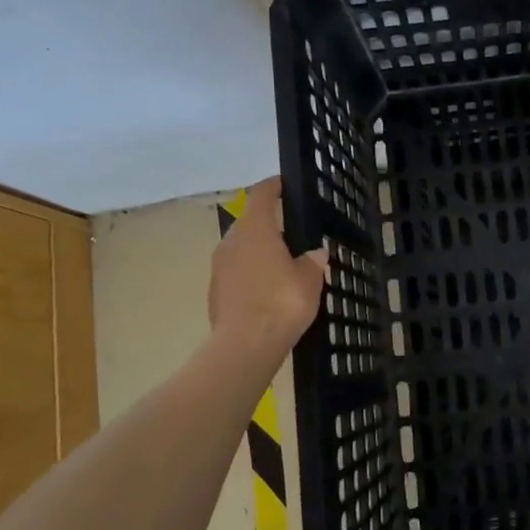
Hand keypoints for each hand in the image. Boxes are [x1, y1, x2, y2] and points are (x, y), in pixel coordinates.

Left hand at [208, 177, 328, 360]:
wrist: (245, 345)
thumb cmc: (282, 302)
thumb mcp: (309, 280)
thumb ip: (312, 262)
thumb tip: (315, 254)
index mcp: (254, 229)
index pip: (262, 195)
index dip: (273, 187)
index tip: (284, 184)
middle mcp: (231, 241)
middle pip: (249, 223)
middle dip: (267, 225)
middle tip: (290, 233)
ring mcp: (219, 267)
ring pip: (240, 250)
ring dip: (258, 253)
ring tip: (281, 265)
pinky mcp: (214, 292)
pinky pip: (236, 274)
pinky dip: (250, 276)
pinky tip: (267, 292)